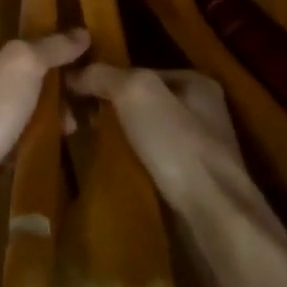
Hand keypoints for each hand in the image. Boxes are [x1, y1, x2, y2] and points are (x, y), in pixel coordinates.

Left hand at [0, 31, 89, 212]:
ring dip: (38, 123)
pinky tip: (43, 154)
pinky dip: (23, 149)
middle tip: (74, 108)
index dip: (36, 56)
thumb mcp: (22, 65)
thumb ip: (50, 48)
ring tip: (68, 132)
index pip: (1, 49)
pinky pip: (3, 148)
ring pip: (8, 118)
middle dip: (44, 95)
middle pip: (9, 85)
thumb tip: (80, 33)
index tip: (67, 68)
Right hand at [66, 65, 259, 225]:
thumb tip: (72, 73)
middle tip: (74, 123)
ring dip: (117, 140)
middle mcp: (202, 112)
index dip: (105, 80)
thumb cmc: (178, 145)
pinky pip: (150, 163)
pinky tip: (110, 172)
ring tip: (85, 147)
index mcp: (197, 83)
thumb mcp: (137, 93)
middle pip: (141, 104)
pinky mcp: (192, 182)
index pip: (139, 72)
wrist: (213, 215)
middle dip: (108, 111)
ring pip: (144, 134)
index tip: (73, 96)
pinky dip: (129, 165)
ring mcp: (199, 149)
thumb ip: (104, 75)